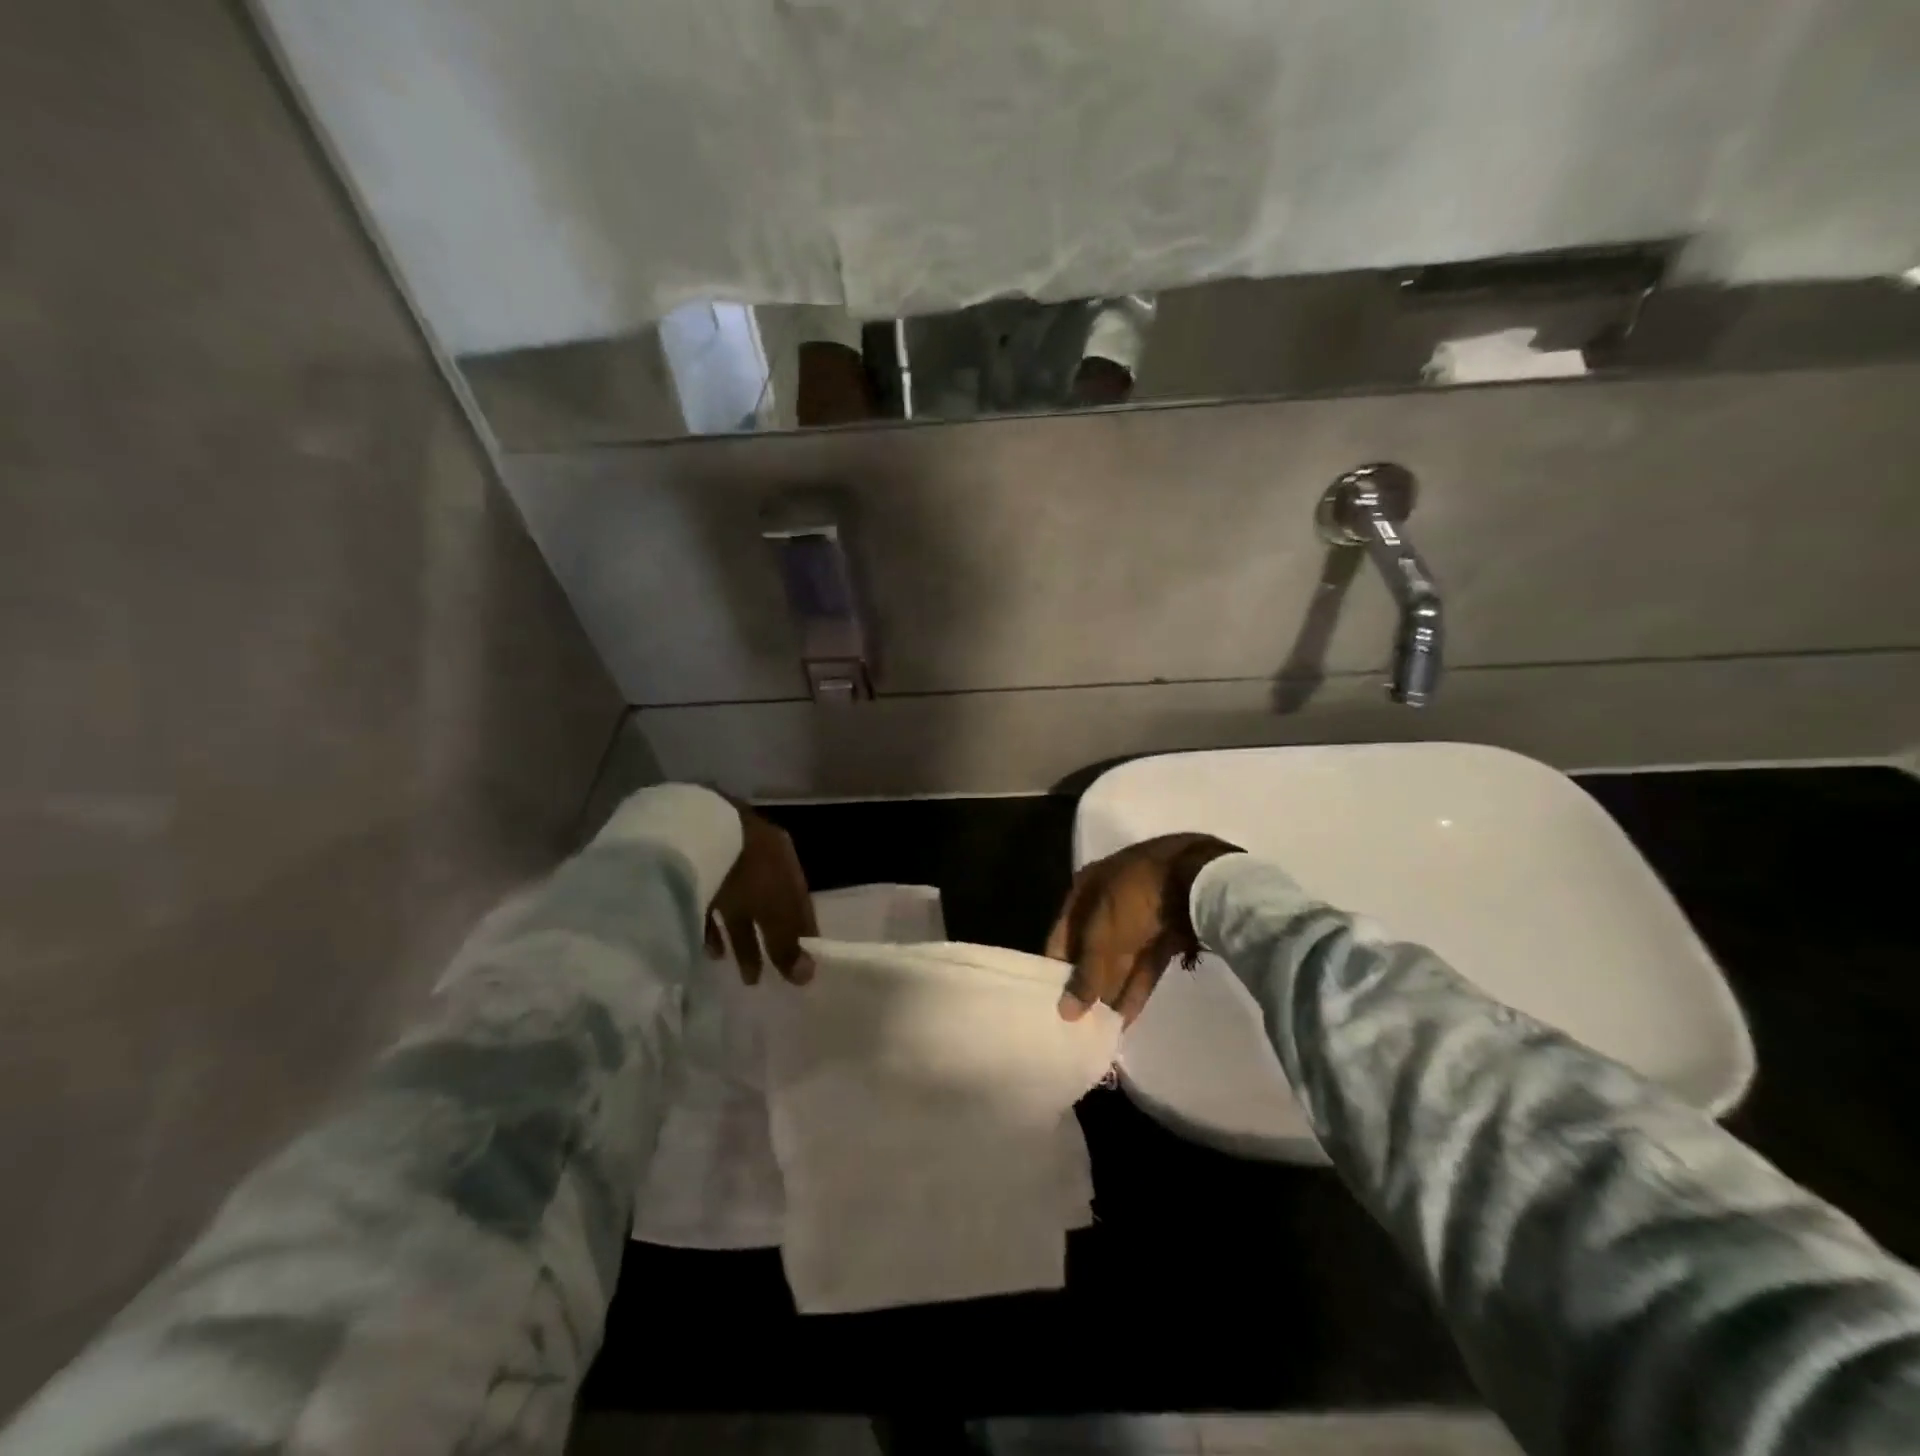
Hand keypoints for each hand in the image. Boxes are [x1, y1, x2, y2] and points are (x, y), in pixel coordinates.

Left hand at [703, 803, 818, 984]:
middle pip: (770, 908)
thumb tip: (808, 976)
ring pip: (741, 908)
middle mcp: (760, 860)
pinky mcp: (696, 872)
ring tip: (743, 976)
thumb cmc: (747, 871)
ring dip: (742, 940)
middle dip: (771, 943)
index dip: (804, 936)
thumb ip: (788, 944)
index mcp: (785, 861)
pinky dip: (713, 929)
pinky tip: (711, 952)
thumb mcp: (774, 910)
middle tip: (770, 978)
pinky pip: (709, 905)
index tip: (802, 970)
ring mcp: (727, 864)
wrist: (694, 834)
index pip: (800, 904)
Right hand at [1045, 833, 1240, 1023]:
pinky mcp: (1166, 932)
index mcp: (1085, 890)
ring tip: (1101, 1028)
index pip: (1061, 934)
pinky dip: (1136, 988)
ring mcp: (1139, 915)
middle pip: (1091, 948)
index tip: (1052, 1002)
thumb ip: (1085, 975)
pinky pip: (1145, 964)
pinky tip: (1127, 1019)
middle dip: (1087, 982)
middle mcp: (1108, 900)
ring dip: (1111, 990)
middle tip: (1078, 1021)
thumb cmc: (1134, 899)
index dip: (1056, 968)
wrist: (1197, 878)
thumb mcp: (1101, 936)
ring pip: (1120, 959)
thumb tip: (1065, 1012)